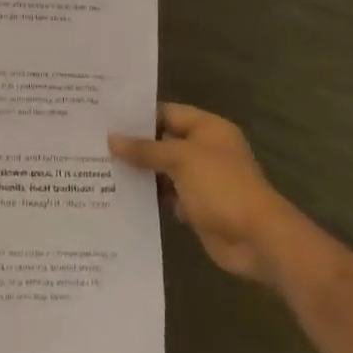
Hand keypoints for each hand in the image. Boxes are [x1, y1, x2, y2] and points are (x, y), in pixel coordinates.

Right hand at [110, 104, 288, 285]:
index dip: (139, 116)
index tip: (106, 118)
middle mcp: (204, 150)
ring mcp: (201, 179)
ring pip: (163, 170)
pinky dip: (150, 196)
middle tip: (95, 143)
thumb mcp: (181, 159)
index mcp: (208, 128)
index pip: (167, 113)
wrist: (257, 239)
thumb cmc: (222, 186)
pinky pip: (168, 196)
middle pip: (164, 141)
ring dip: (140, 172)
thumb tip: (112, 139)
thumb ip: (146, 149)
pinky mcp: (197, 206)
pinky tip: (120, 196)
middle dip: (134, 145)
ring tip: (100, 168)